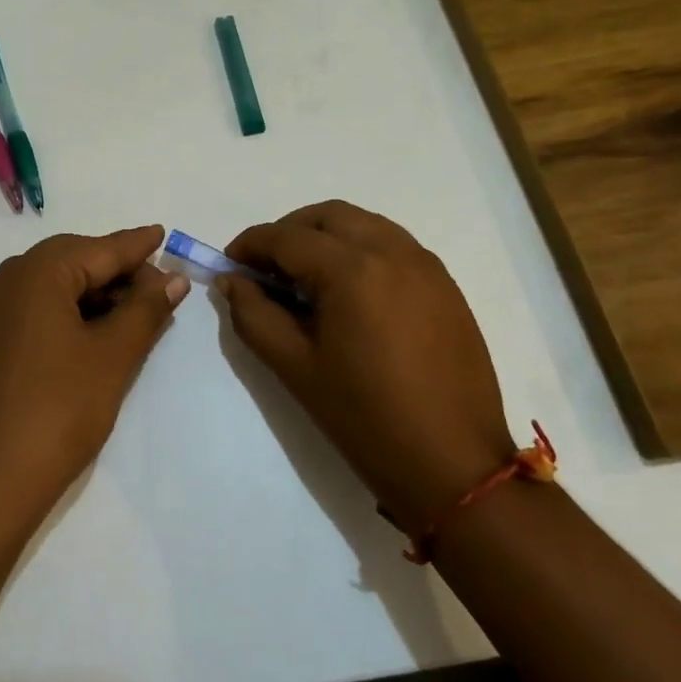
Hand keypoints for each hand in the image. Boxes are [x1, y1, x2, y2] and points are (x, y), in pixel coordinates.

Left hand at [0, 226, 188, 530]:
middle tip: (158, 288)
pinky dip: (69, 313)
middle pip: (73, 261)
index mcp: (37, 273)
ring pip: (54, 287)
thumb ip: (145, 310)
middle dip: (116, 271)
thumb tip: (172, 279)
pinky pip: (36, 310)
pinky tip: (95, 334)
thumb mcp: (112, 357)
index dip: (136, 245)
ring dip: (95, 294)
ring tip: (134, 314)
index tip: (163, 233)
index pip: (99, 248)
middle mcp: (8, 281)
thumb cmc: (58, 411)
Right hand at [222, 201, 514, 536]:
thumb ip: (253, 314)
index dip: (250, 244)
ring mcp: (425, 265)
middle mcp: (393, 252)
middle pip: (327, 216)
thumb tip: (231, 280)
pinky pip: (393, 245)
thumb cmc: (364, 418)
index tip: (228, 264)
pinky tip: (348, 291)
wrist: (452, 465)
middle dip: (288, 232)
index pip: (287, 237)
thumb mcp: (294, 367)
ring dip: (325, 236)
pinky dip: (360, 249)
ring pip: (364, 224)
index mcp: (353, 270)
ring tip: (305, 278)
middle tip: (265, 269)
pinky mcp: (445, 285)